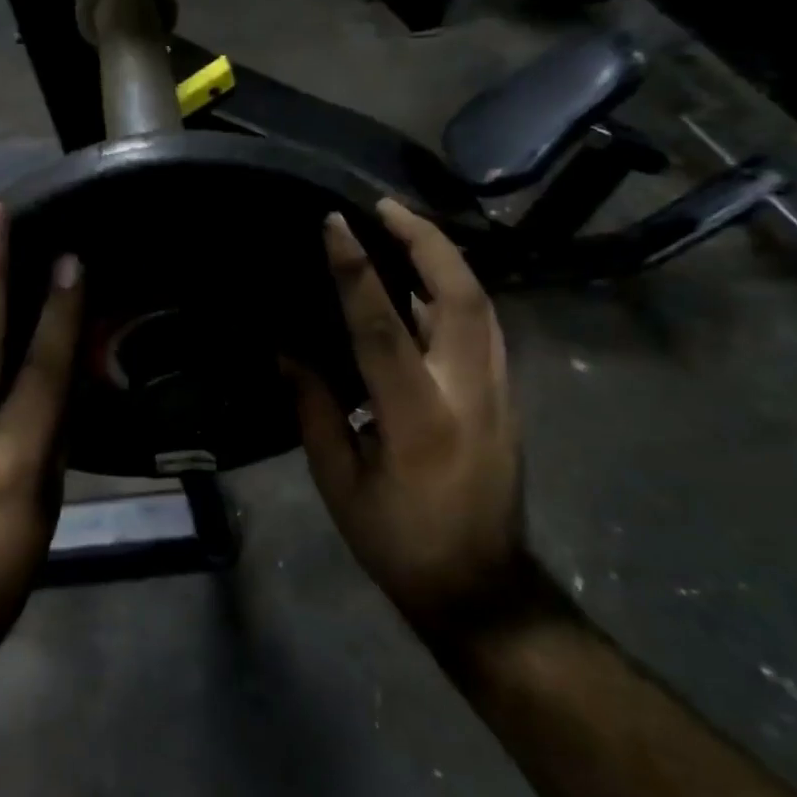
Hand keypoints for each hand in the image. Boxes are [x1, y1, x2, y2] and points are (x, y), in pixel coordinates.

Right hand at [291, 199, 524, 632]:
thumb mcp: (339, 482)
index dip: (356, 269)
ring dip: (443, 257)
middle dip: (425, 240)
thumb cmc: (398, 541)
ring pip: (481, 303)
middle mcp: (468, 392)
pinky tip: (425, 281)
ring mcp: (498, 392)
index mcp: (417, 418)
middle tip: (385, 207)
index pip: (382, 325)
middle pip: (460, 294)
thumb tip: (290, 349)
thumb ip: (315, 407)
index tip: (336, 224)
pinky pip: (483, 325)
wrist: (481, 589)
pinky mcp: (506, 396)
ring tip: (404, 228)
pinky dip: (455, 289)